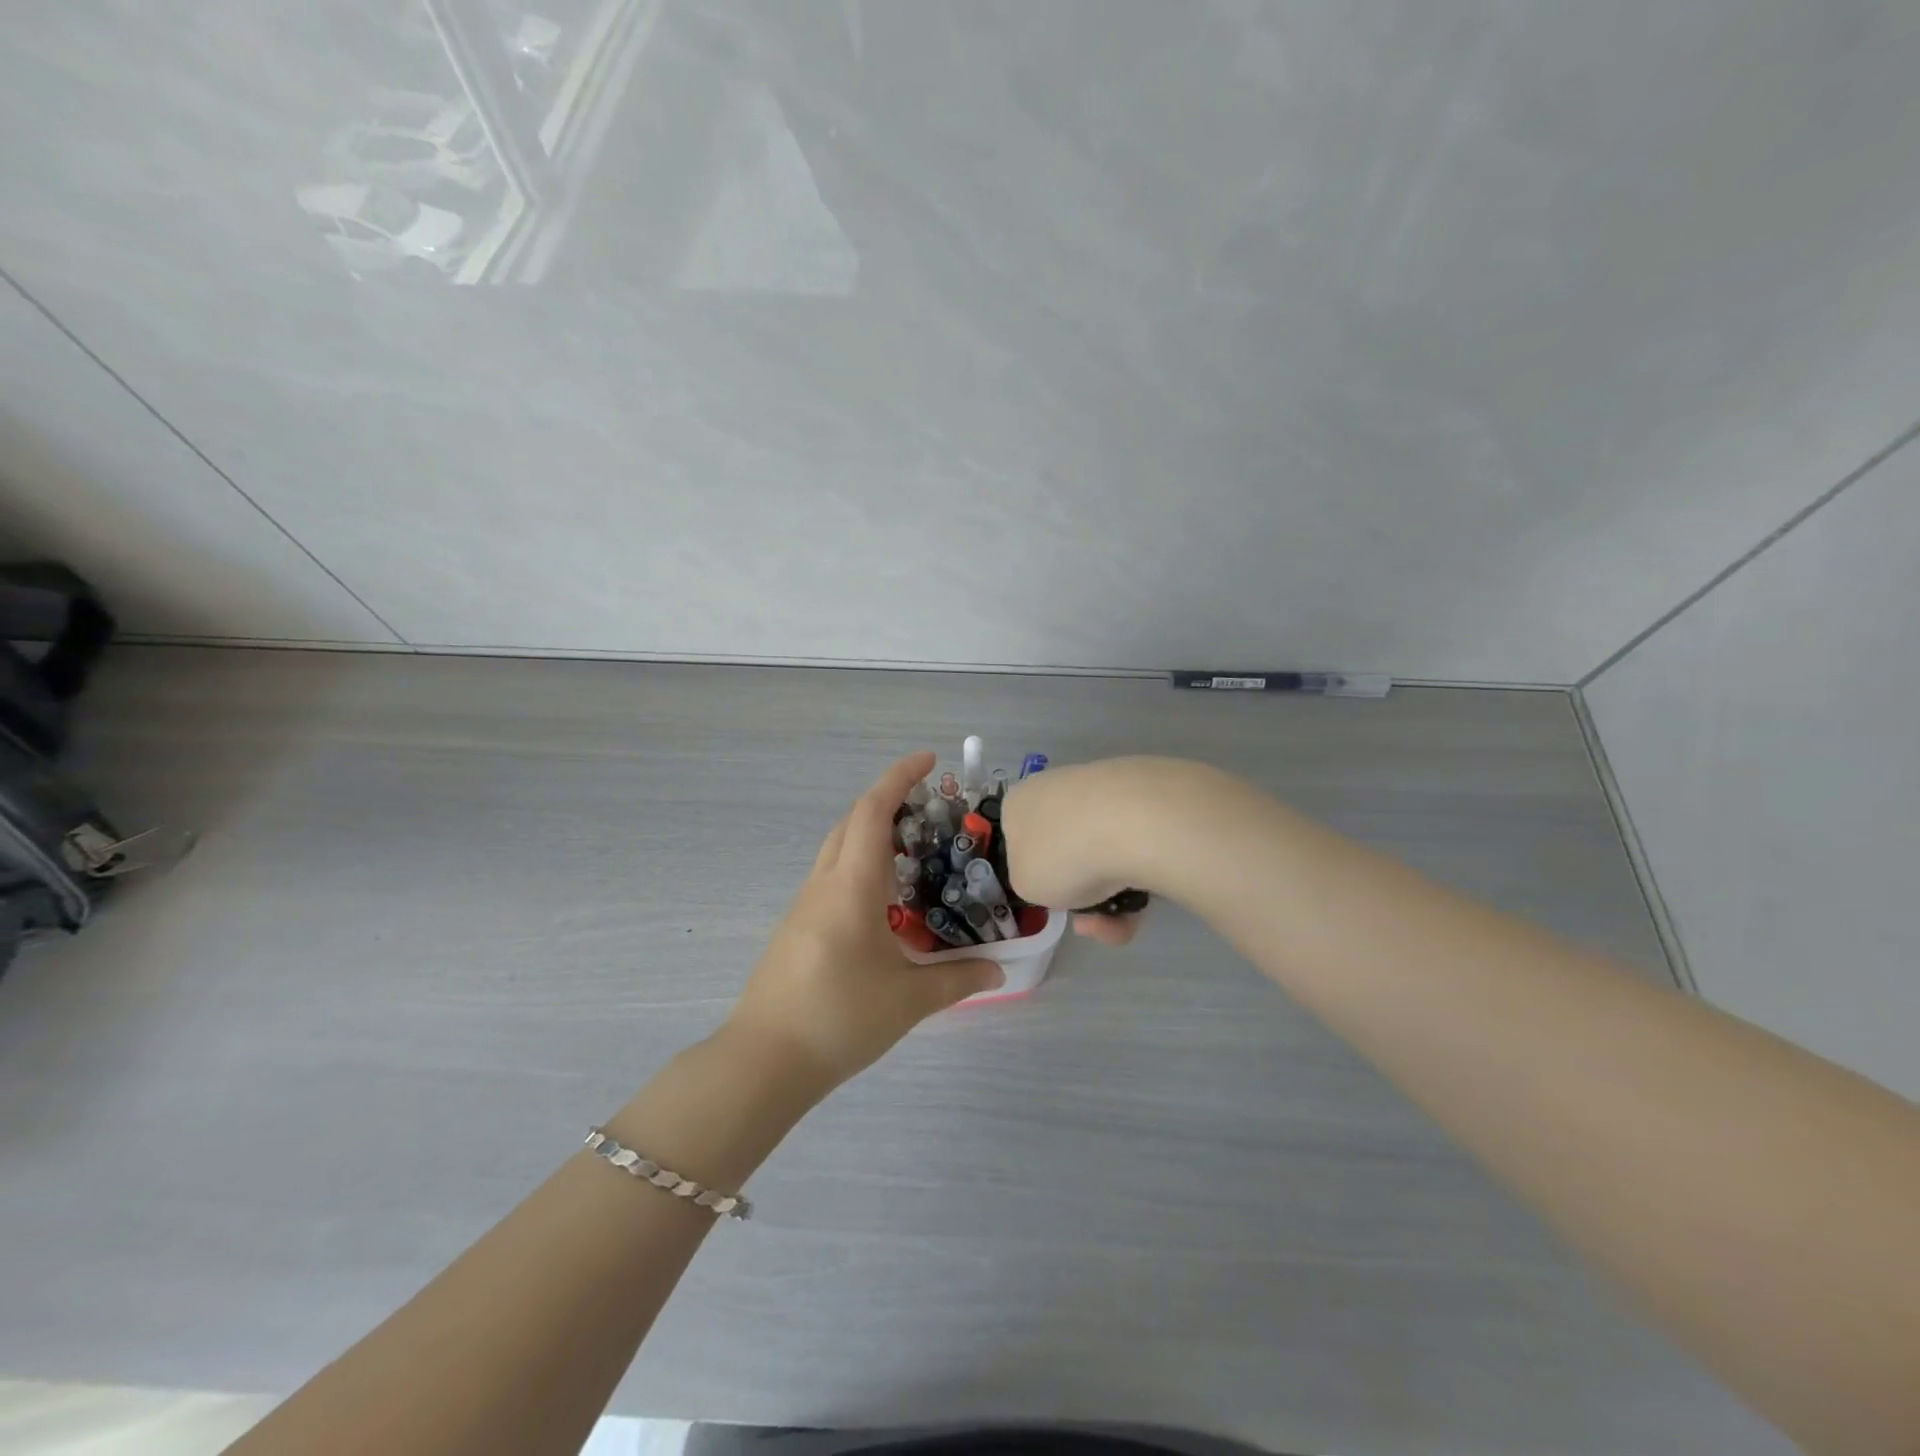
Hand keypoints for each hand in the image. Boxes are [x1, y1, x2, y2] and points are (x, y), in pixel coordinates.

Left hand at [725, 752, 1005, 1089]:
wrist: (764, 1060)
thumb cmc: (839, 1017)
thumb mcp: (909, 1000)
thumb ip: (958, 979)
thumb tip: (998, 970)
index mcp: (851, 884)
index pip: (872, 810)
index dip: (899, 777)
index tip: (928, 760)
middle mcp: (824, 883)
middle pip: (852, 822)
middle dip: (887, 803)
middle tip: (930, 811)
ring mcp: (805, 905)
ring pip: (839, 850)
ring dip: (872, 837)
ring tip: (915, 855)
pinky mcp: (797, 928)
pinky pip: (832, 878)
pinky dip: (861, 868)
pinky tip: (885, 904)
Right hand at [1001, 757, 1179, 946]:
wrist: (1129, 825)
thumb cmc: (1059, 855)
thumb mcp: (1023, 886)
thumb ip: (1033, 882)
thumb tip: (1056, 876)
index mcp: (1019, 802)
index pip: (1020, 840)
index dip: (1036, 875)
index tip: (1052, 898)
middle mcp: (1057, 788)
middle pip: (1066, 851)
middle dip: (1080, 892)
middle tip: (1088, 919)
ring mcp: (1102, 792)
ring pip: (1102, 856)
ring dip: (1109, 896)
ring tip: (1119, 920)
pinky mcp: (1143, 800)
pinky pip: (1132, 850)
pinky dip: (1135, 881)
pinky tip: (1142, 901)